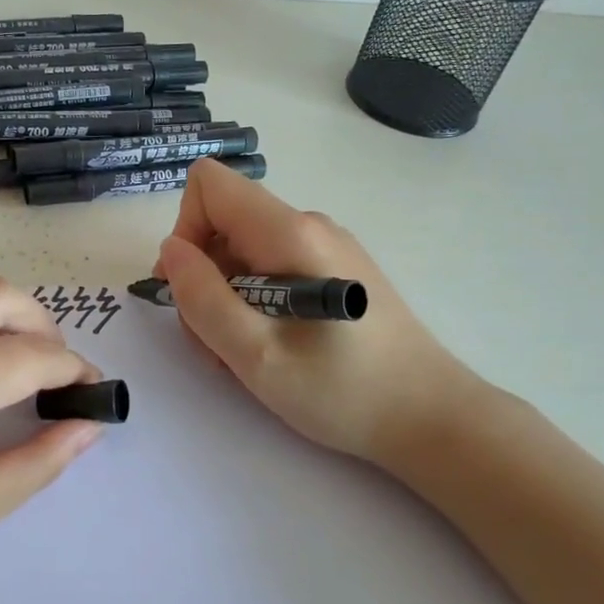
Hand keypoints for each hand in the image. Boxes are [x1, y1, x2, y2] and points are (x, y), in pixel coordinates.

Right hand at [157, 158, 483, 465]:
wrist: (432, 418)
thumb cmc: (343, 391)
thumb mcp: (255, 354)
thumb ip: (202, 297)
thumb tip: (171, 249)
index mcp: (289, 233)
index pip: (209, 184)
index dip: (186, 230)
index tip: (190, 288)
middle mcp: (308, 225)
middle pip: (223, 223)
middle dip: (203, 278)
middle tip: (215, 343)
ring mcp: (325, 246)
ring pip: (243, 250)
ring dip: (225, 298)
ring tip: (244, 354)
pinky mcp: (336, 270)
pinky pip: (272, 267)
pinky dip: (253, 302)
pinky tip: (271, 347)